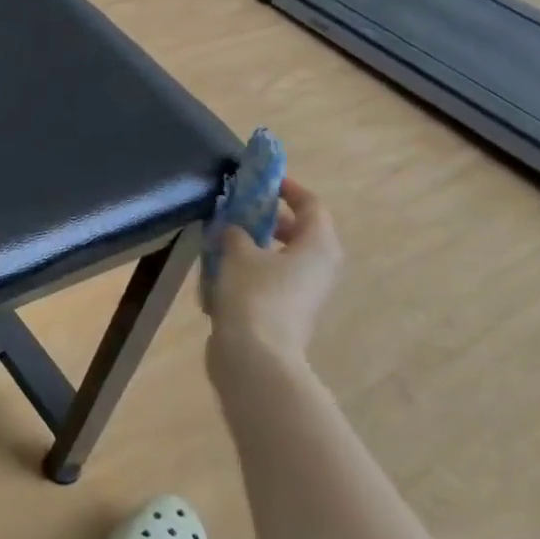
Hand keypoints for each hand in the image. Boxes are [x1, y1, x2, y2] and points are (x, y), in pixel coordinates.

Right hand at [204, 178, 343, 366]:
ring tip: (222, 242)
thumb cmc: (254, 295)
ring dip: (256, 247)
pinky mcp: (288, 312)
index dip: (288, 188)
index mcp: (318, 245)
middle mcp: (320, 267)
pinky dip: (251, 273)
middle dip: (268, 218)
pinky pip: (271, 281)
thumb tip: (234, 230)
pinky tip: (220, 277)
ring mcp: (305, 293)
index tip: (263, 181)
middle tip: (238, 210)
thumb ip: (236, 232)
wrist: (255, 357)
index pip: (311, 204)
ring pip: (282, 258)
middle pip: (299, 231)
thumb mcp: (238, 253)